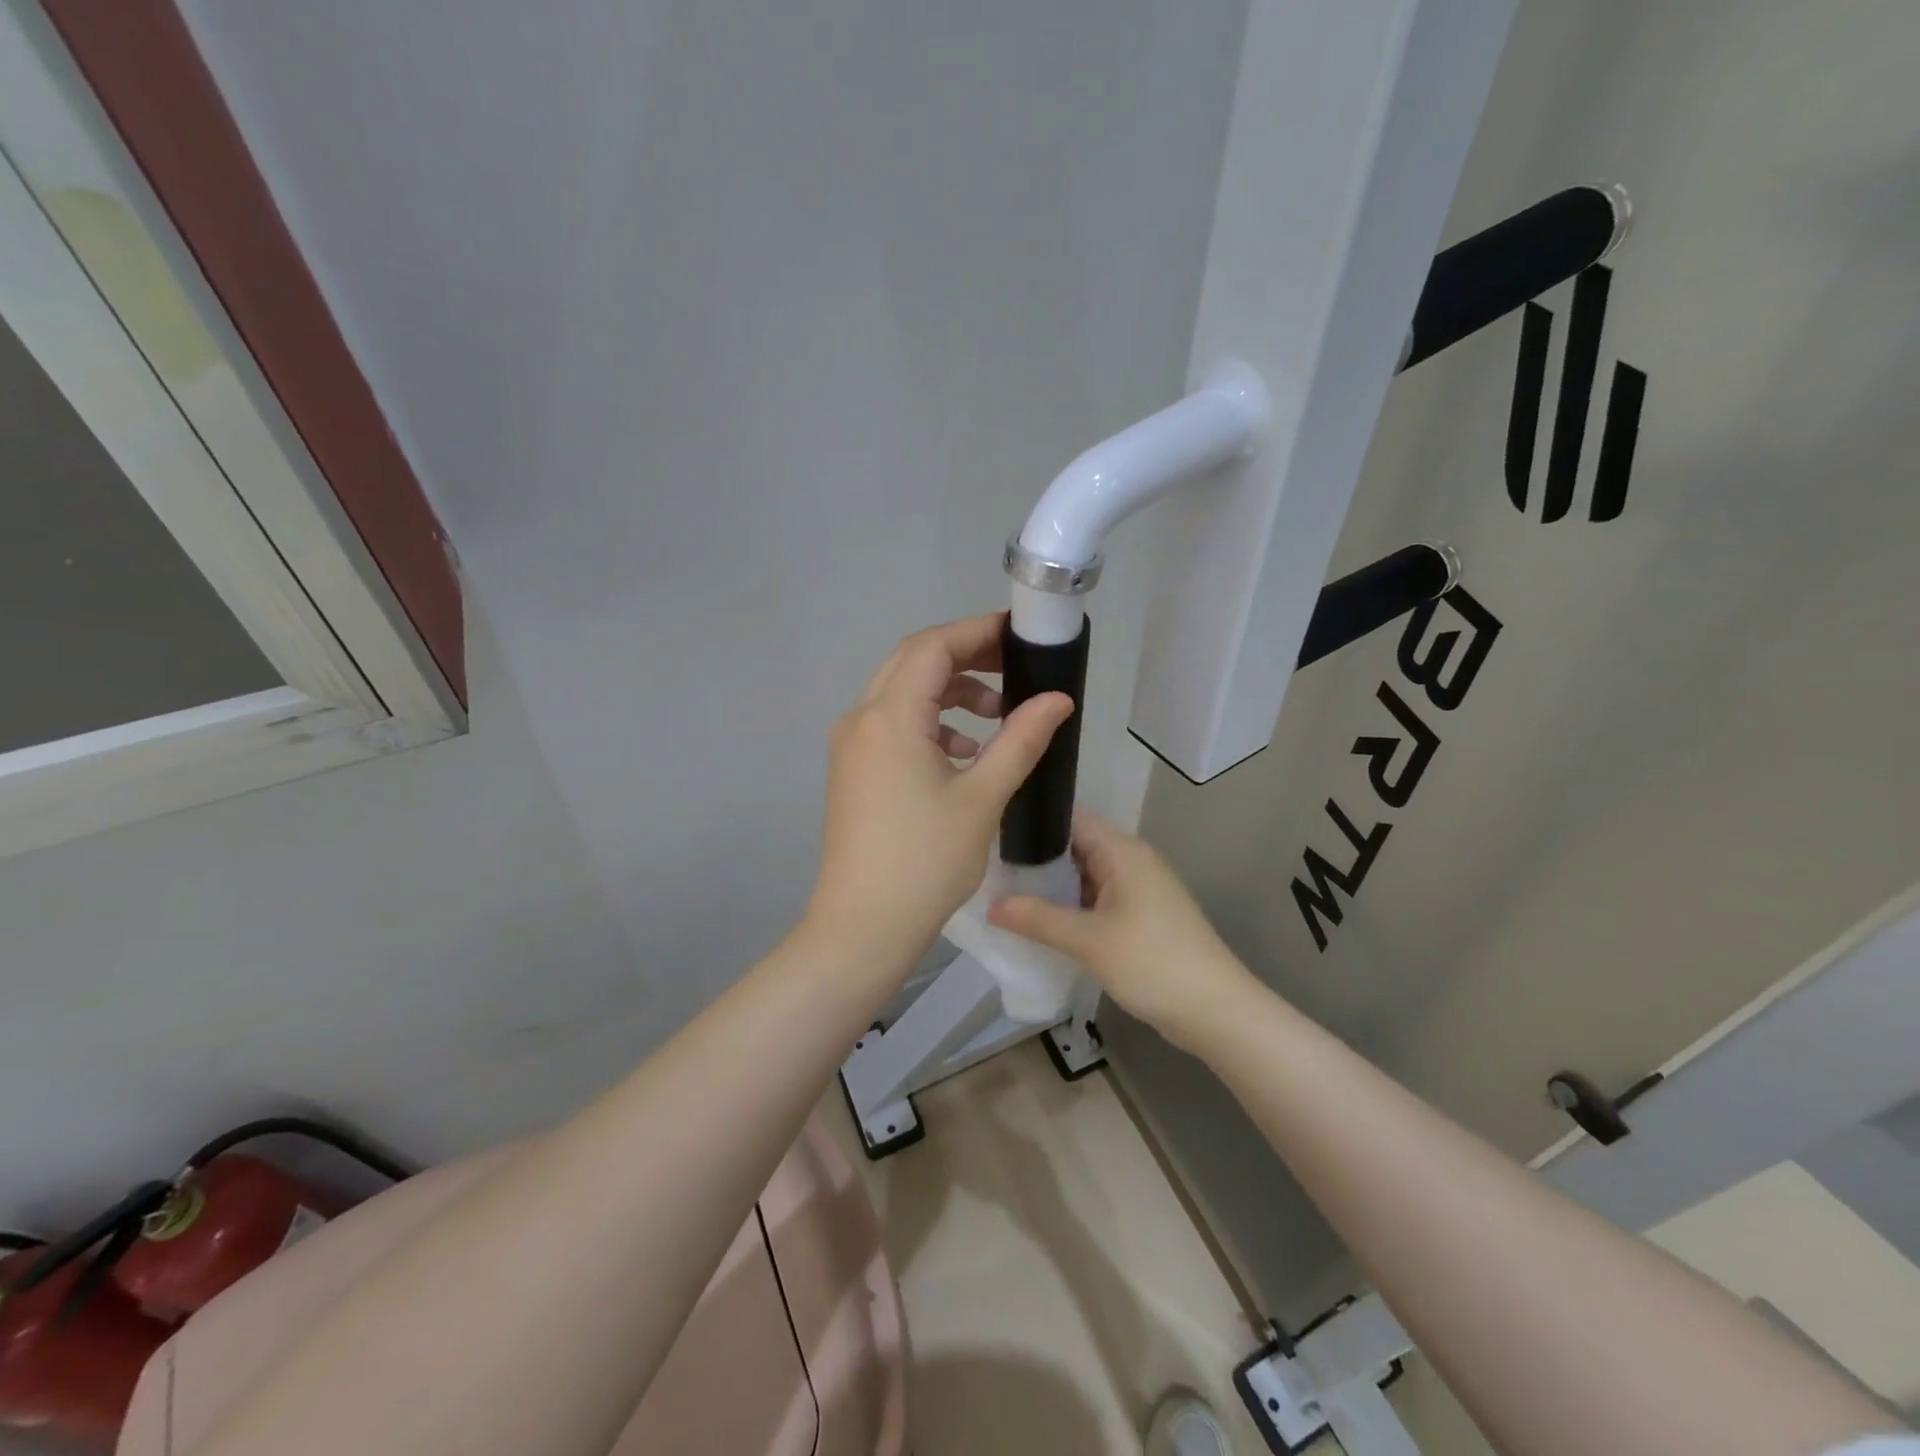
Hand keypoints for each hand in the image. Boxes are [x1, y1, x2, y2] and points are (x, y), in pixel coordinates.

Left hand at [805, 613, 1073, 971]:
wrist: (863, 926)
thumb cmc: (926, 861)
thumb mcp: (983, 797)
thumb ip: (1021, 739)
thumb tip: (1058, 698)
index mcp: (889, 717)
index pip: (932, 647)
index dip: (976, 632)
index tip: (1018, 634)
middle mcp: (860, 719)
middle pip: (913, 663)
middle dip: (965, 657)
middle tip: (1014, 666)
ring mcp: (851, 746)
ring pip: (901, 694)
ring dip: (949, 693)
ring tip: (996, 715)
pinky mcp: (853, 771)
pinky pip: (892, 726)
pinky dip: (930, 724)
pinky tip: (964, 753)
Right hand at [989, 809, 1255, 1048]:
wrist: (1216, 1011)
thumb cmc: (1152, 963)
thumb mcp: (1088, 941)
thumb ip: (1037, 918)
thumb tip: (990, 905)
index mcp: (1122, 851)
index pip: (1071, 817)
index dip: (1033, 821)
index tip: (992, 831)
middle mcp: (1131, 860)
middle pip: (1075, 845)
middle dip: (1036, 857)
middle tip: (990, 867)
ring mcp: (1138, 888)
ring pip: (1084, 874)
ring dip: (1051, 884)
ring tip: (1005, 891)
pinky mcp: (1140, 915)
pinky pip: (1096, 897)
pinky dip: (1070, 905)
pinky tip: (1040, 920)